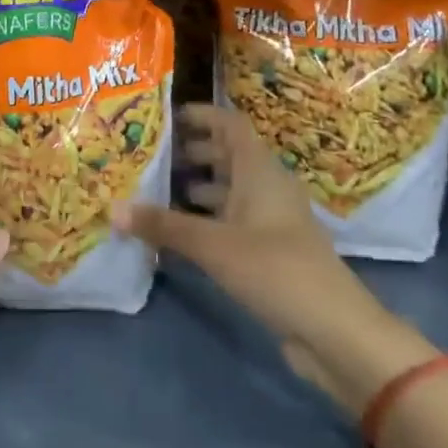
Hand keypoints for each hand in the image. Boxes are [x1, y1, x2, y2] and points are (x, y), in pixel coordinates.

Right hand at [112, 104, 436, 414]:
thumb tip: (112, 208)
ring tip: (156, 193)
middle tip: (152, 156)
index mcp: (260, 170)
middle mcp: (267, 188)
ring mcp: (272, 222)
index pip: (230, 124)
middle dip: (192, 153)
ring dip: (197, 188)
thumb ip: (163, 225)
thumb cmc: (275, 269)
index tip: (165, 117)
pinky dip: (206, 221)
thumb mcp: (212, 244)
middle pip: (229, 156)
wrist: (335, 333)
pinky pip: (233, 223)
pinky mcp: (271, 253)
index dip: (201, 115)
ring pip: (230, 191)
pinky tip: (178, 235)